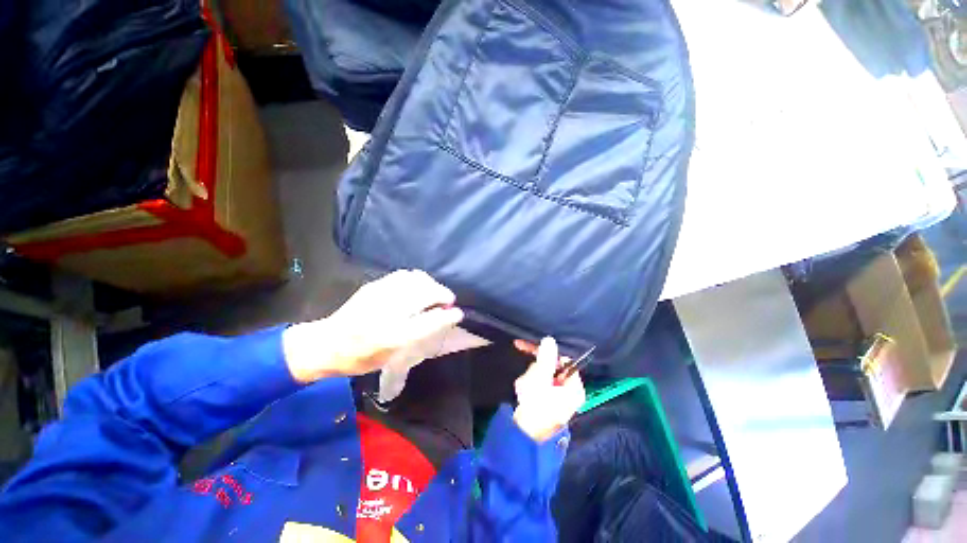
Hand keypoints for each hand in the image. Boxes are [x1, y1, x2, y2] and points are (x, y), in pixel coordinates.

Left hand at [282, 270, 463, 382]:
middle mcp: (388, 312)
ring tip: (434, 293)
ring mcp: (380, 295)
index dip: (448, 315)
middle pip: (426, 293)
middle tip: (448, 301)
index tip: (458, 313)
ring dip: (431, 285)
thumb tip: (443, 319)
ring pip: (416, 280)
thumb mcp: (392, 357)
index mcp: (393, 337)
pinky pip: (403, 275)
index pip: (430, 321)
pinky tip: (417, 286)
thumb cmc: (362, 357)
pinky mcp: (374, 286)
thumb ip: (419, 337)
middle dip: (443, 294)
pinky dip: (417, 279)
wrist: (327, 344)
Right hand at [512, 337, 585, 442]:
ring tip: (523, 387)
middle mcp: (569, 393)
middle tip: (527, 378)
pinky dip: (529, 385)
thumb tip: (550, 339)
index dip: (548, 354)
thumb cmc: (536, 405)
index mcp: (574, 388)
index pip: (564, 362)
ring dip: (530, 377)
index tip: (531, 349)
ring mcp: (557, 399)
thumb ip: (545, 358)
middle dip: (536, 369)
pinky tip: (523, 392)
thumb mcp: (541, 378)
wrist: (523, 436)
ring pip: (542, 376)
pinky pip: (538, 386)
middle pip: (552, 368)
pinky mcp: (546, 403)